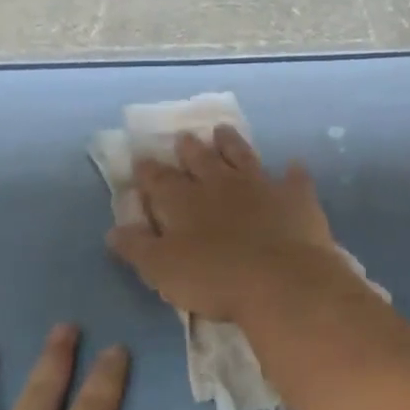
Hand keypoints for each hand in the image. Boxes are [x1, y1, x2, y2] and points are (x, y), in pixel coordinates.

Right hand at [106, 126, 342, 322]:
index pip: (159, 180)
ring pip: (242, 156)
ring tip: (222, 130)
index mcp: (183, 202)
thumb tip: (114, 230)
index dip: (148, 170)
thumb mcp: (162, 270)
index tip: (141, 158)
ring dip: (231, 143)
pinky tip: (293, 165)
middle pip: (201, 159)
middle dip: (189, 148)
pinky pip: (295, 178)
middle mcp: (219, 184)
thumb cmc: (214, 279)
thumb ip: (138, 247)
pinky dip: (292, 172)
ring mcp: (260, 186)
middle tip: (184, 137)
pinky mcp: (295, 197)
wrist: (281, 279)